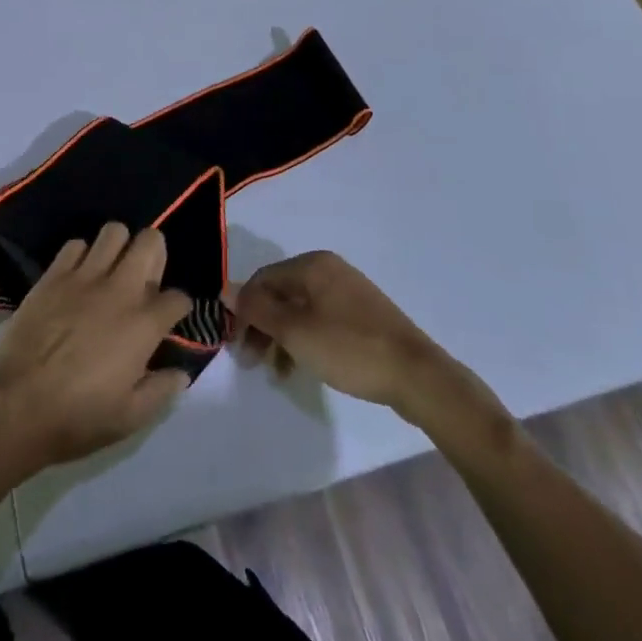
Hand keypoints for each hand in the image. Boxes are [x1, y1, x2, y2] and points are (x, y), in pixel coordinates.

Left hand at [0, 223, 192, 475]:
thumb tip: (180, 372)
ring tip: (112, 269)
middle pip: (151, 241)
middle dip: (155, 254)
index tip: (168, 320)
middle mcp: (120, 289)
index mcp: (144, 324)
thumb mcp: (131, 417)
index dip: (178, 308)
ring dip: (119, 246)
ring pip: (114, 231)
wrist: (15, 405)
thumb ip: (162, 390)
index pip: (178, 297)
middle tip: (145, 278)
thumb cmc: (77, 417)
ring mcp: (84, 277)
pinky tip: (78, 277)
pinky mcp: (53, 275)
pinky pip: (75, 244)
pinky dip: (81, 255)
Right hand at [231, 251, 502, 427]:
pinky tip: (301, 365)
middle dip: (262, 325)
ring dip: (281, 336)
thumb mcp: (295, 332)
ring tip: (276, 371)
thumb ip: (258, 309)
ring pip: (299, 309)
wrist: (416, 375)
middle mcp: (329, 269)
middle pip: (280, 293)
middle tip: (252, 361)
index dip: (244, 310)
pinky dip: (304, 339)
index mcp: (312, 265)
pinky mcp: (362, 314)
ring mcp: (348, 291)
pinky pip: (320, 319)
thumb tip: (225, 288)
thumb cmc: (349, 348)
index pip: (262, 279)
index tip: (237, 345)